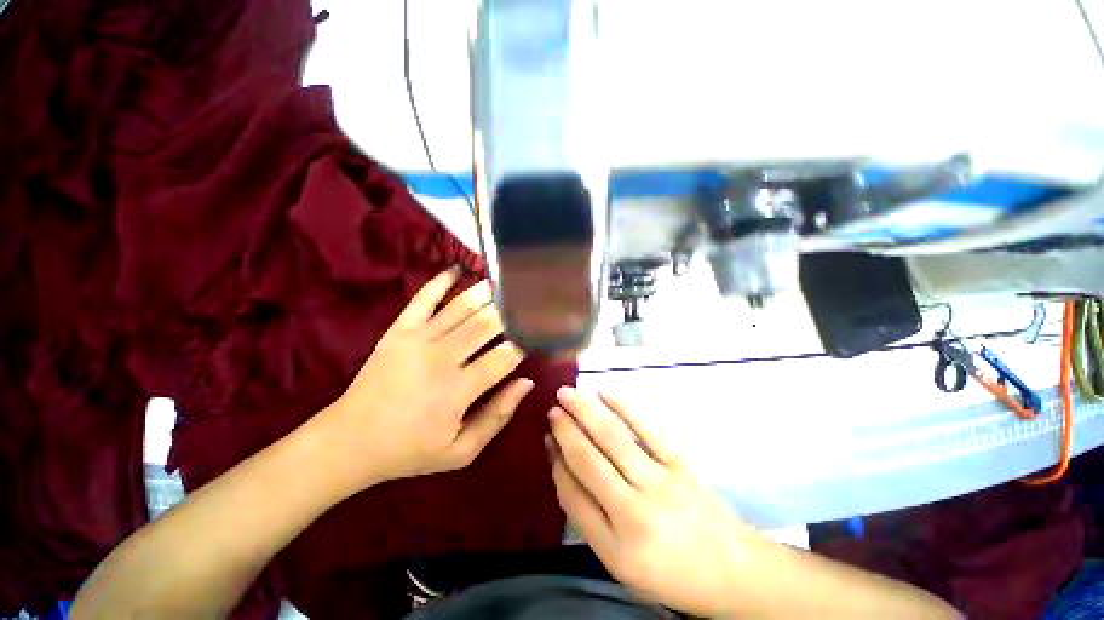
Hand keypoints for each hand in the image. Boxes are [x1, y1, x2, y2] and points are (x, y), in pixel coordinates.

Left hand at [317, 268, 532, 494]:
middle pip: (486, 324)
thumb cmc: (410, 450)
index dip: (525, 343)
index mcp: (458, 391)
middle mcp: (441, 358)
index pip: (504, 357)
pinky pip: (422, 299)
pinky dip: (440, 281)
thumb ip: (497, 417)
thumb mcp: (460, 451)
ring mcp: (417, 339)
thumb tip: (527, 383)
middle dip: (510, 312)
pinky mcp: (398, 330)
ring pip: (460, 307)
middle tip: (526, 302)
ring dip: (485, 292)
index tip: (537, 334)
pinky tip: (457, 269)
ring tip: (504, 282)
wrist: (349, 442)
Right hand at [546, 388, 753, 616]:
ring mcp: (661, 482)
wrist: (732, 571)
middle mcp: (635, 511)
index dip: (556, 462)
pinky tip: (606, 393)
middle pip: (588, 459)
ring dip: (585, 410)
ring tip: (567, 393)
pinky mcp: (682, 463)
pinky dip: (624, 406)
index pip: (572, 494)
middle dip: (565, 429)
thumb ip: (587, 516)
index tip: (547, 439)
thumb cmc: (670, 572)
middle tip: (551, 409)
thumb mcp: (619, 563)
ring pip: (612, 437)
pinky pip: (648, 427)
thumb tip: (563, 465)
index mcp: (616, 546)